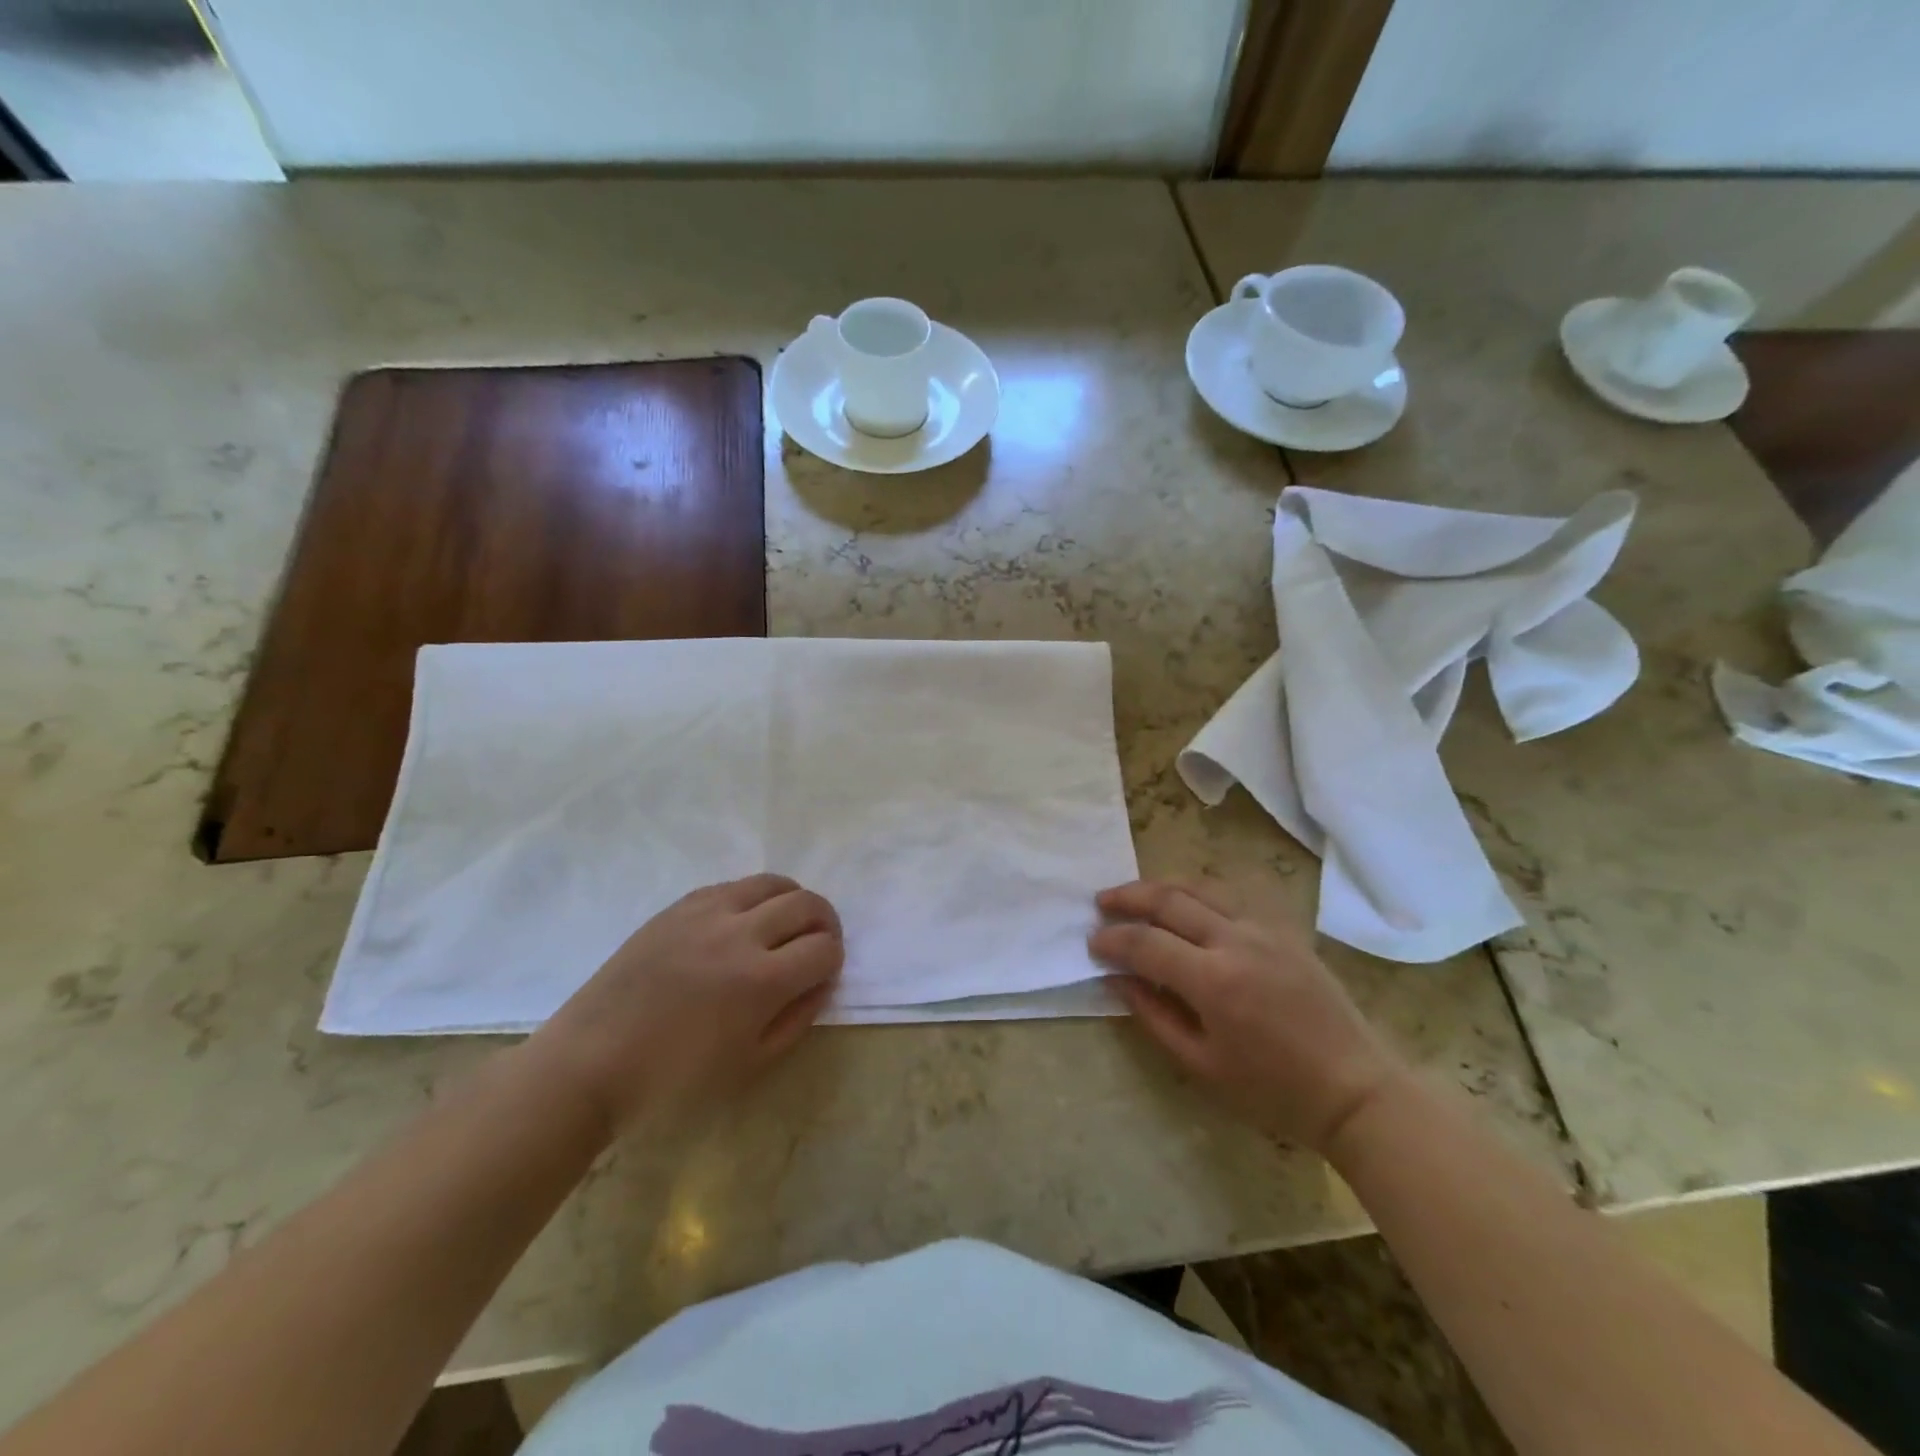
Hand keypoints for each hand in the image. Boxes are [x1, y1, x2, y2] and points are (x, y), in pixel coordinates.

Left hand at [531, 875, 842, 1132]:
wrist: (590, 1062)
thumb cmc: (672, 1080)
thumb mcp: (749, 1064)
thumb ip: (797, 1018)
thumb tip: (822, 980)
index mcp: (760, 981)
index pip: (824, 949)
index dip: (834, 960)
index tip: (823, 974)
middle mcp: (739, 934)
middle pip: (807, 904)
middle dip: (825, 922)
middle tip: (817, 944)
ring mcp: (706, 913)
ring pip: (773, 883)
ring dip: (793, 901)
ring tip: (786, 924)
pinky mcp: (679, 906)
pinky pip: (733, 886)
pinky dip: (753, 898)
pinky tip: (743, 923)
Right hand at [1091, 880, 1401, 1151]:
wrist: (1354, 1089)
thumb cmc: (1273, 1090)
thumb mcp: (1201, 1066)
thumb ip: (1153, 1016)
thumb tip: (1118, 979)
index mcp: (1214, 981)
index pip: (1146, 944)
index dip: (1113, 939)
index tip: (1092, 942)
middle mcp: (1236, 941)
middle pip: (1169, 900)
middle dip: (1128, 897)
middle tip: (1102, 902)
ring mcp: (1264, 929)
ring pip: (1200, 887)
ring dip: (1161, 886)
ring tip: (1136, 894)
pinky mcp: (1283, 929)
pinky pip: (1231, 895)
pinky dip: (1198, 891)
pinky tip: (1186, 901)